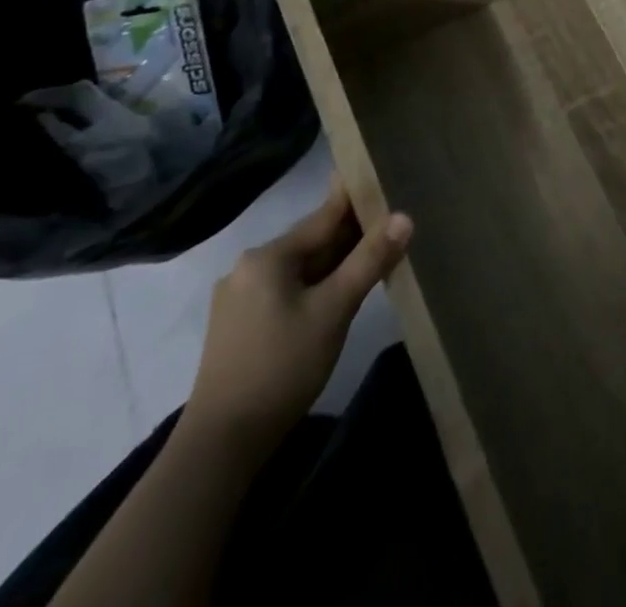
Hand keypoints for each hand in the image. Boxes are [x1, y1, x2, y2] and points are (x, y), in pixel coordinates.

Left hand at [183, 177, 411, 450]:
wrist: (220, 446)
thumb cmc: (282, 367)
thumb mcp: (334, 310)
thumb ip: (369, 260)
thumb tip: (404, 216)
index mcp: (268, 255)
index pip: (325, 216)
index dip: (359, 199)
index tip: (386, 180)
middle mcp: (249, 266)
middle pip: (312, 241)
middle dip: (351, 235)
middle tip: (392, 223)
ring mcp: (239, 298)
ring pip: (301, 267)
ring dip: (335, 262)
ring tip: (374, 256)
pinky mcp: (238, 326)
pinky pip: (287, 289)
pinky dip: (316, 285)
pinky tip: (338, 294)